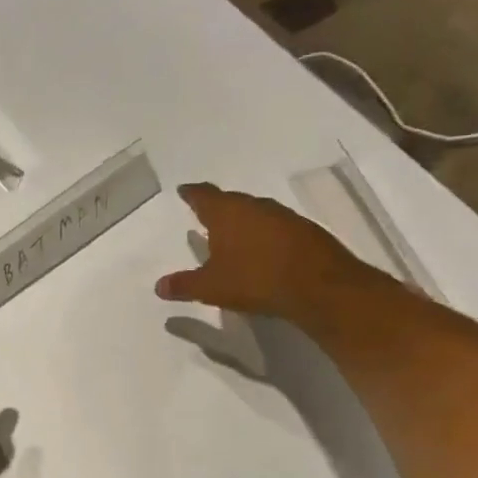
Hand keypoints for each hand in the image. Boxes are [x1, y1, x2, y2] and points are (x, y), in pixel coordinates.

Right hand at [155, 183, 355, 319]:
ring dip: (243, 220)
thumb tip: (158, 286)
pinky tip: (262, 249)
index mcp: (226, 213)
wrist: (319, 287)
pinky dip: (264, 234)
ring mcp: (283, 216)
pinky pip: (276, 226)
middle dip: (217, 207)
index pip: (203, 196)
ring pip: (255, 212)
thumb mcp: (210, 287)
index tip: (184, 190)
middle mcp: (254, 207)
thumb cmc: (255, 280)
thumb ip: (183, 285)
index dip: (192, 193)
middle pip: (231, 201)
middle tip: (206, 214)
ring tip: (232, 233)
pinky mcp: (305, 231)